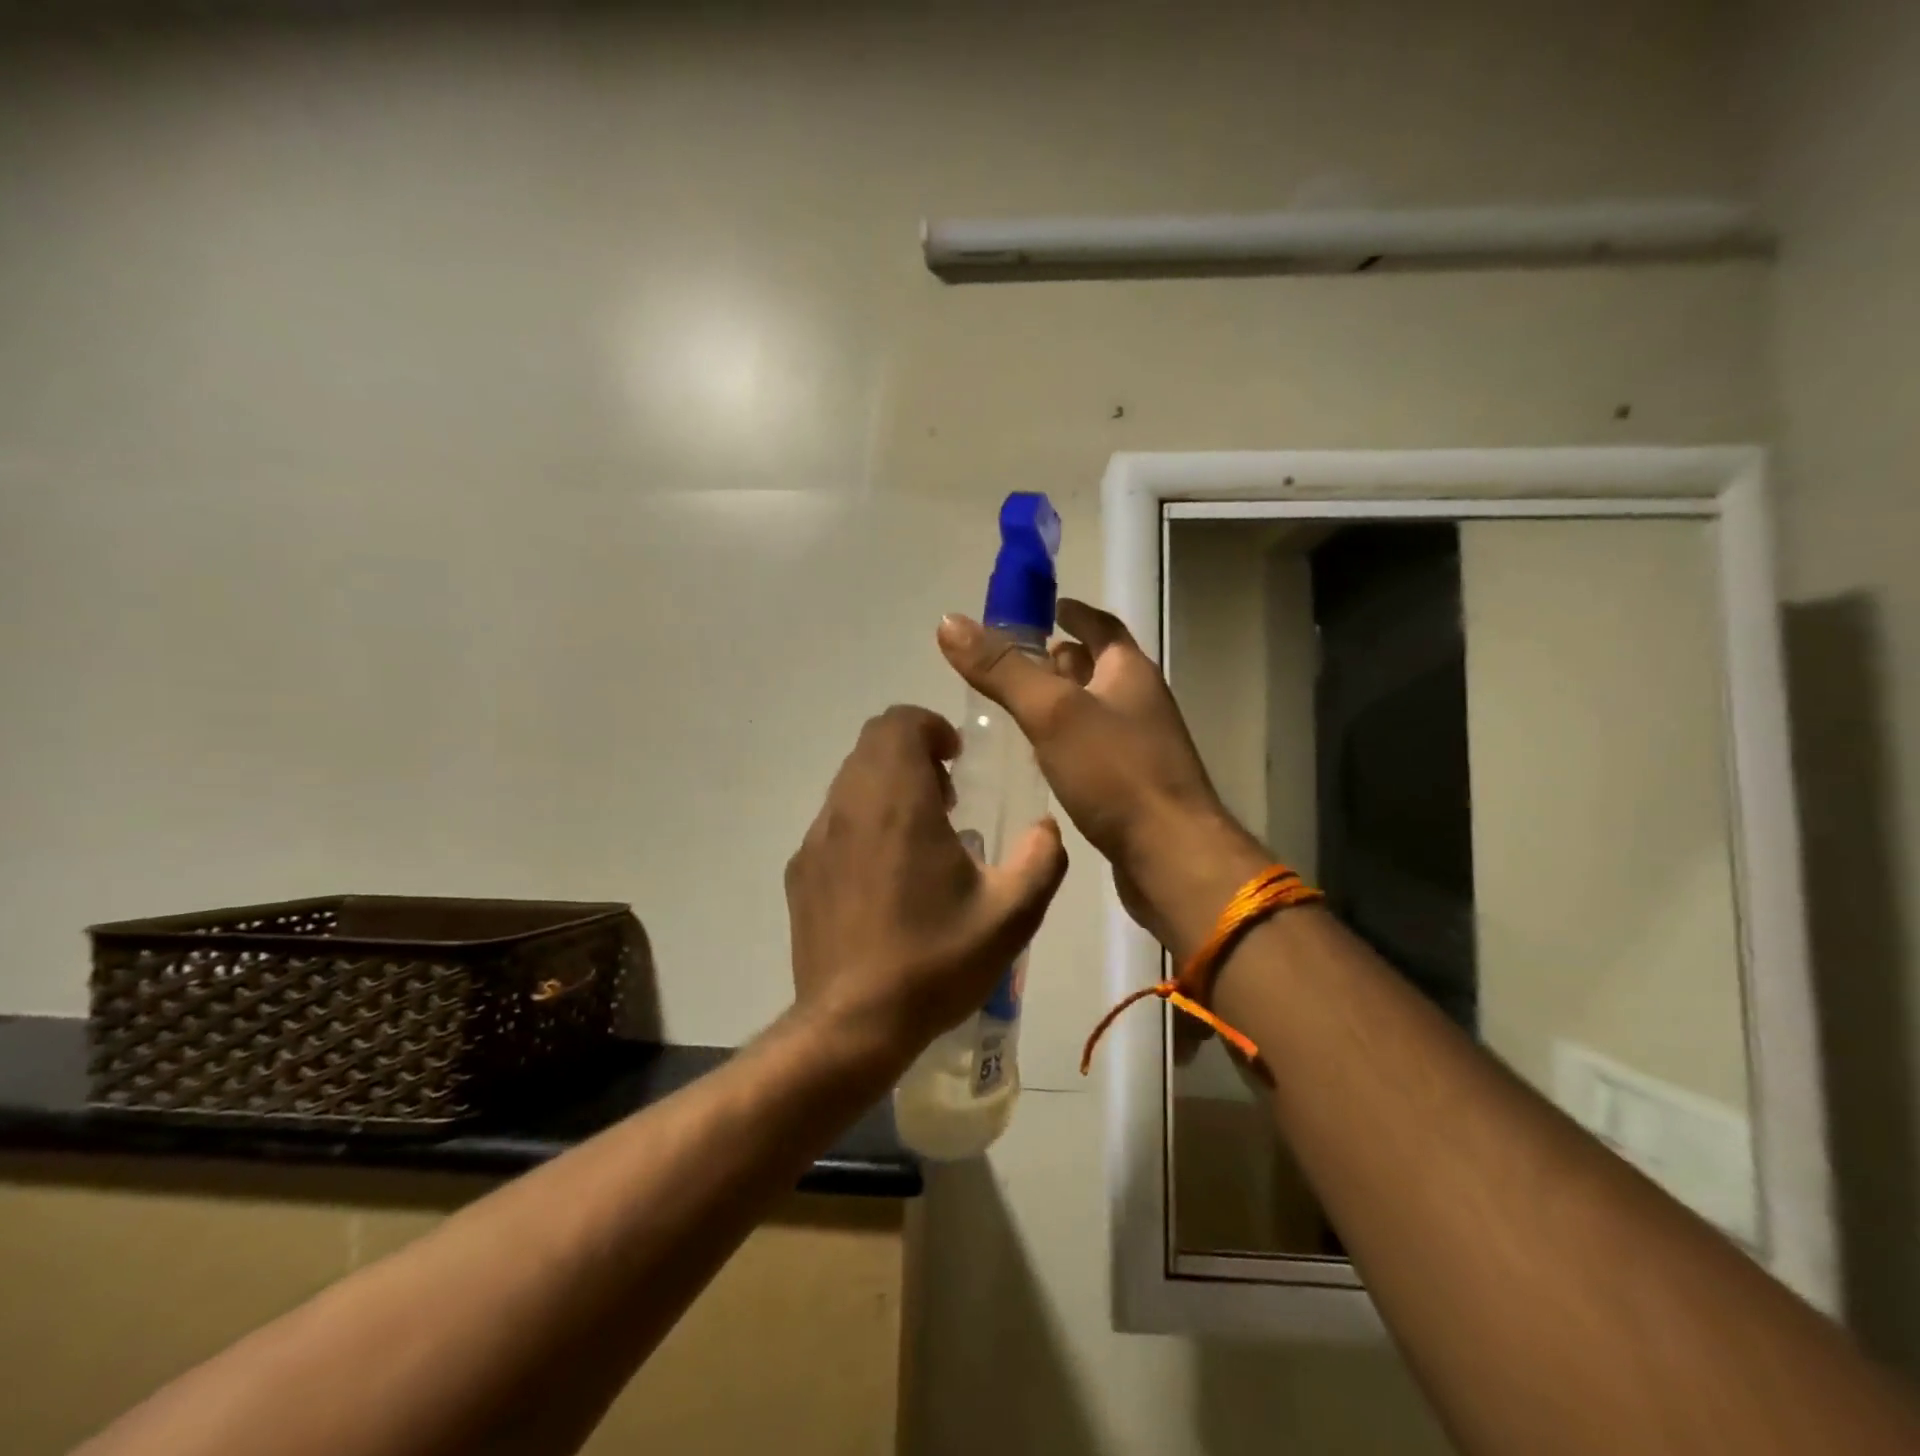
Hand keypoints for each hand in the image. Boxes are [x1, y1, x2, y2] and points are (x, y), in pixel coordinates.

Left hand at [784, 705, 1067, 1072]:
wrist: (852, 1024)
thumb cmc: (935, 961)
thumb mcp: (1012, 915)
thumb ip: (1042, 859)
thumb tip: (1046, 828)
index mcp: (898, 802)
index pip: (898, 722)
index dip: (930, 726)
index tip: (956, 760)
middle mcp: (849, 806)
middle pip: (872, 744)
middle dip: (912, 753)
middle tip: (946, 798)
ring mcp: (817, 838)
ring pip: (850, 781)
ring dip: (887, 786)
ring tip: (920, 837)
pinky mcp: (801, 870)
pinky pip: (833, 820)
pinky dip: (863, 821)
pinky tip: (885, 874)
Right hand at [937, 600, 1266, 957]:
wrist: (1169, 857)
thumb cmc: (1116, 773)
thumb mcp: (1052, 712)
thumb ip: (1003, 669)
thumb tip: (949, 622)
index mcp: (1130, 673)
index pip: (1102, 626)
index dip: (1074, 612)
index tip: (1046, 606)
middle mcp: (1140, 703)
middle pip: (1098, 667)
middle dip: (1061, 658)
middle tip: (1015, 660)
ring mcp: (1139, 747)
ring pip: (1094, 710)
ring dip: (1061, 701)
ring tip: (1017, 704)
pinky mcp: (1130, 786)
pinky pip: (1093, 749)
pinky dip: (1066, 741)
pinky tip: (1039, 756)